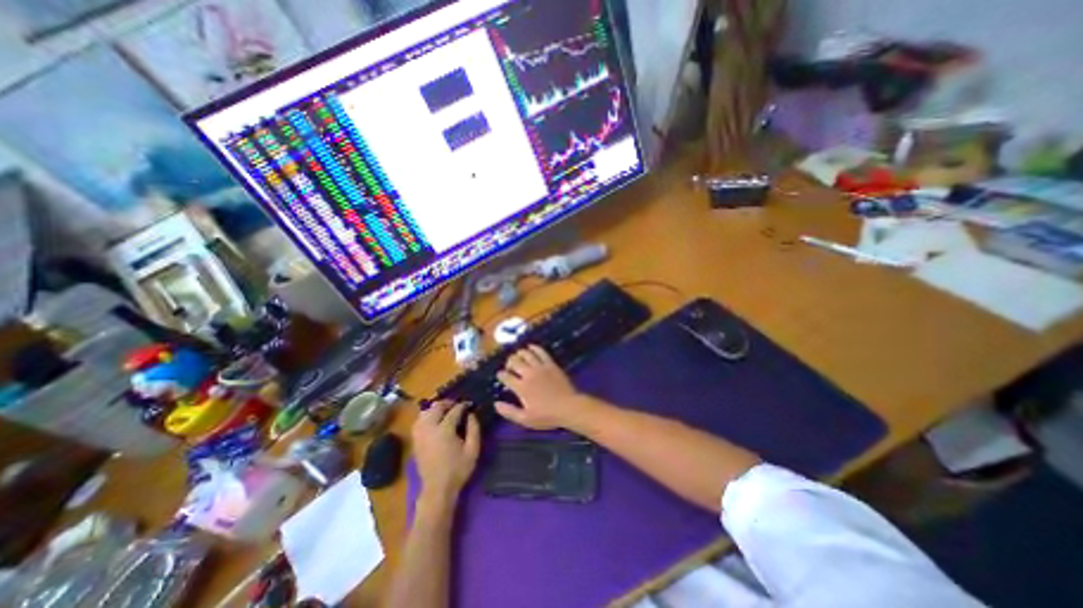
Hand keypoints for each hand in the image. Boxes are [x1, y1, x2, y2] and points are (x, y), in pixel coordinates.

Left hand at [413, 402, 478, 501]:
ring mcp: (420, 434)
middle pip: (436, 407)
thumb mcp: (473, 450)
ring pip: (425, 412)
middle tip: (457, 405)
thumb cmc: (458, 469)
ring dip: (436, 408)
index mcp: (444, 430)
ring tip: (446, 411)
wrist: (438, 489)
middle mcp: (429, 429)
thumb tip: (471, 414)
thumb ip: (474, 429)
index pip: (454, 410)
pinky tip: (435, 420)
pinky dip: (427, 416)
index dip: (463, 405)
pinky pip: (419, 421)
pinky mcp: (415, 440)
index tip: (470, 405)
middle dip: (447, 403)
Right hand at [496, 347, 583, 430]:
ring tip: (518, 356)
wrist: (568, 407)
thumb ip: (509, 412)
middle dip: (509, 362)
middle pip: (514, 361)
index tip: (500, 375)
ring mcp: (540, 367)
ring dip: (519, 353)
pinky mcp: (550, 364)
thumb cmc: (547, 416)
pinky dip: (534, 348)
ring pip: (526, 354)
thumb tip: (496, 404)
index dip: (501, 375)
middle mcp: (528, 374)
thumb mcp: (525, 419)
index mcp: (521, 387)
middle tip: (509, 366)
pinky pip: (541, 352)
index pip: (506, 376)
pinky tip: (531, 347)